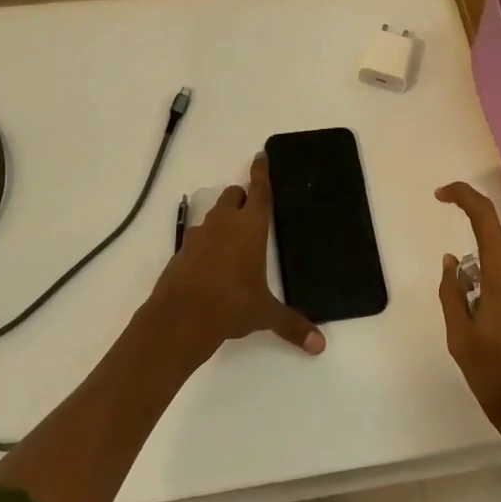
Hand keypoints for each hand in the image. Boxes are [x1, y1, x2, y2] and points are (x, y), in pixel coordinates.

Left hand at [151, 153, 325, 362]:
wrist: (180, 318)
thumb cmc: (231, 305)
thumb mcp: (264, 314)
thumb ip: (292, 324)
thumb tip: (320, 345)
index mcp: (250, 227)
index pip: (259, 190)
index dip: (261, 171)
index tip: (261, 155)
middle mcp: (224, 222)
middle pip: (233, 195)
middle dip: (242, 197)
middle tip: (251, 208)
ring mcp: (199, 234)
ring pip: (214, 213)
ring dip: (223, 218)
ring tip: (234, 237)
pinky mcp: (182, 250)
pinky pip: (198, 236)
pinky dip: (207, 240)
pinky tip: (212, 261)